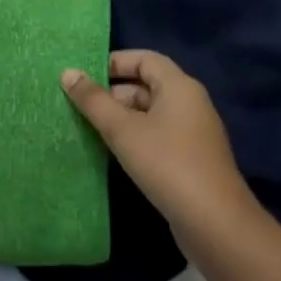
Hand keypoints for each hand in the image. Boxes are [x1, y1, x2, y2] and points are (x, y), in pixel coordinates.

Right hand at [61, 50, 260, 250]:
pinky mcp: (191, 158)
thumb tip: (67, 72)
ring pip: (151, 112)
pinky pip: (158, 134)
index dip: (113, 62)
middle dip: (113, 92)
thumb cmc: (166, 163)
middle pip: (147, 85)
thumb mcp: (122, 129)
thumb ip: (93, 100)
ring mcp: (193, 132)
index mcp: (179, 86)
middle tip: (81, 105)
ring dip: (121, 116)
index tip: (83, 76)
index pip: (144, 58)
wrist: (213, 221)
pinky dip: (135, 136)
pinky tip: (114, 151)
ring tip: (90, 128)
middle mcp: (190, 103)